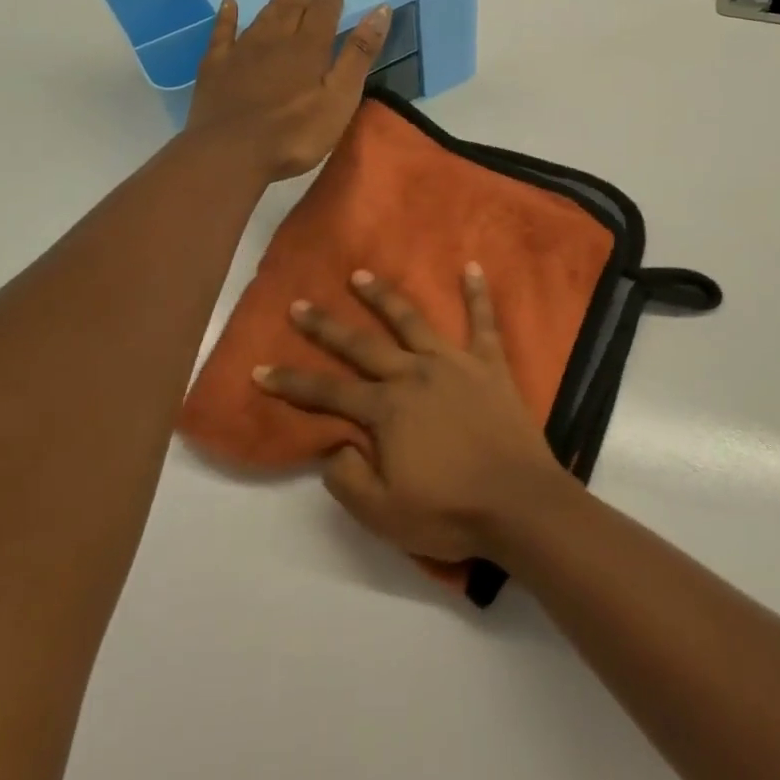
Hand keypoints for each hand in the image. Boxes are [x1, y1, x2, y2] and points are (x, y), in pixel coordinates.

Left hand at [183, 0, 389, 179]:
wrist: (230, 152)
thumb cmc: (295, 132)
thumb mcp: (340, 97)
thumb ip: (359, 54)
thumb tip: (381, 11)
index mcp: (309, 49)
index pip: (324, 15)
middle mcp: (275, 40)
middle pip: (293, 10)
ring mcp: (242, 51)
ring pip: (263, 17)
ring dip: (276, 0)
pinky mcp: (215, 66)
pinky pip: (222, 31)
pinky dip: (227, 14)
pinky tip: (229, 1)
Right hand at [253, 267, 568, 564]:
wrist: (519, 503)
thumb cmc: (450, 510)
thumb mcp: (383, 513)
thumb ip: (347, 478)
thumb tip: (334, 446)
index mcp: (387, 410)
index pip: (327, 392)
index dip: (291, 382)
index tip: (260, 368)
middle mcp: (414, 374)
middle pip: (362, 345)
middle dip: (326, 326)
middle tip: (300, 304)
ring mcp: (454, 363)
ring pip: (412, 321)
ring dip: (384, 297)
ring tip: (361, 275)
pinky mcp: (490, 364)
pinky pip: (484, 322)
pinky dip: (478, 294)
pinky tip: (472, 267)